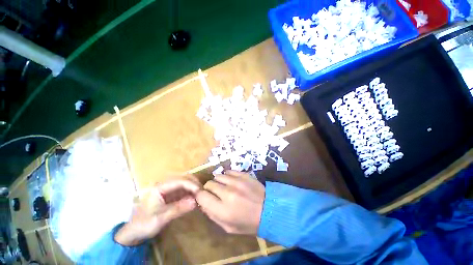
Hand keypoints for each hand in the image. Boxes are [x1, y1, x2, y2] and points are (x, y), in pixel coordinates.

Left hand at [115, 176, 200, 245]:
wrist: (133, 232)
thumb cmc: (144, 224)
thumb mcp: (160, 218)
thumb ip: (178, 208)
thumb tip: (195, 202)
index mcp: (160, 187)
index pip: (180, 181)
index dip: (191, 184)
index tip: (200, 192)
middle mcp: (165, 185)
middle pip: (183, 179)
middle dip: (194, 183)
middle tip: (203, 191)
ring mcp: (168, 189)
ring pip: (185, 183)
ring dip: (193, 187)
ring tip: (201, 194)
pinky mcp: (171, 195)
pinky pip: (183, 190)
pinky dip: (190, 193)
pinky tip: (195, 198)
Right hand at [196, 170, 264, 234]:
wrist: (269, 210)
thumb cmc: (248, 223)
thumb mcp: (228, 227)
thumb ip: (212, 215)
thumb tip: (203, 202)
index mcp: (223, 210)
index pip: (202, 196)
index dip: (200, 196)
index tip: (203, 197)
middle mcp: (228, 193)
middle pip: (209, 184)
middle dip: (209, 189)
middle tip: (215, 193)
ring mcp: (237, 181)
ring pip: (218, 176)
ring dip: (218, 182)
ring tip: (224, 187)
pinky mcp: (243, 175)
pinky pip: (228, 171)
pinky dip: (227, 176)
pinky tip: (232, 181)